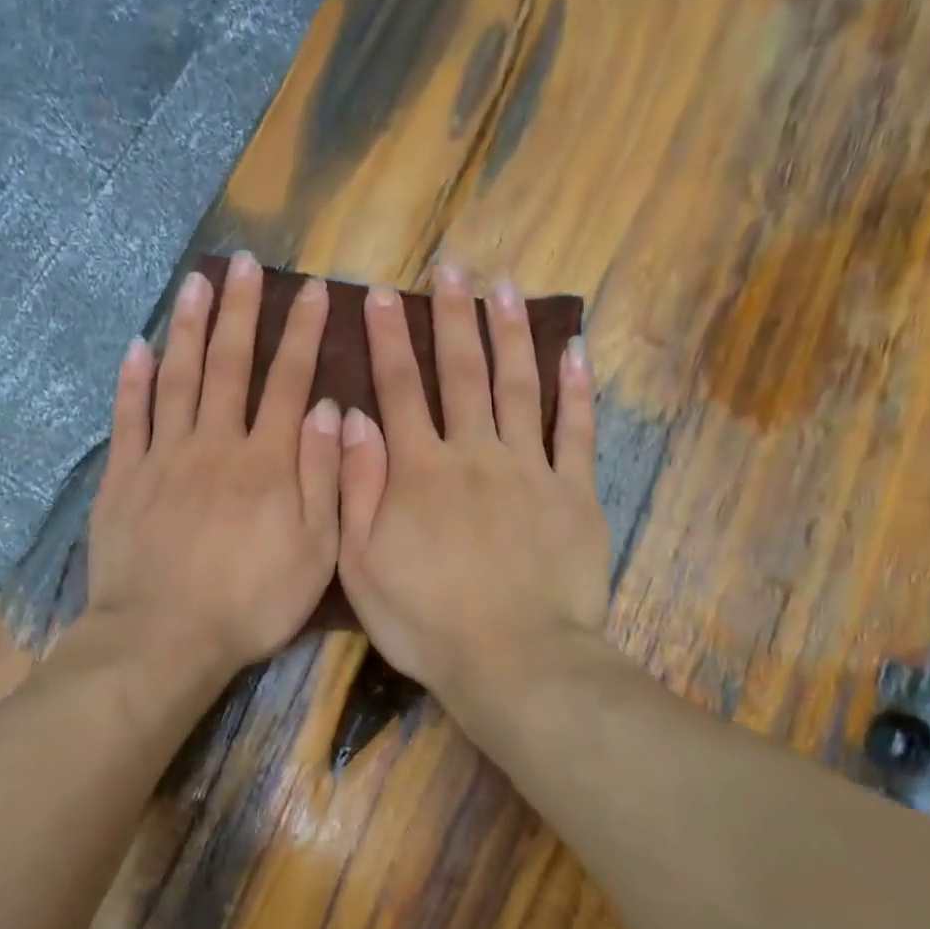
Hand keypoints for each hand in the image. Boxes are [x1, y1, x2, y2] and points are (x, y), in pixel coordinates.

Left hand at [87, 253, 341, 681]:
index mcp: (266, 461)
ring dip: (186, 327)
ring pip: (177, 377)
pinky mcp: (123, 478)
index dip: (302, 332)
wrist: (164, 639)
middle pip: (228, 364)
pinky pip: (128, 419)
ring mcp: (163, 457)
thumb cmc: (251, 602)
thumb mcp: (316, 551)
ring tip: (194, 282)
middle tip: (243, 262)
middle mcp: (215, 444)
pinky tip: (136, 348)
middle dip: (239, 310)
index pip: (289, 380)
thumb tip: (328, 409)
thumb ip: (325, 477)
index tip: (312, 290)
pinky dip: (132, 381)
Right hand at [337, 266, 610, 712]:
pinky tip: (575, 349)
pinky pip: (578, 431)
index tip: (380, 294)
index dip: (388, 338)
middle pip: (462, 372)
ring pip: (519, 386)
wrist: (514, 661)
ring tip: (505, 286)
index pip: (399, 388)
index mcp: (419, 470)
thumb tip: (351, 417)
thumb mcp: (361, 565)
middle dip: (452, 316)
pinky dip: (578, 389)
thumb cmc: (426, 622)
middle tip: (451, 267)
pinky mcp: (575, 493)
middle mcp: (474, 453)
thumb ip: (356, 487)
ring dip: (509, 333)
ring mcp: (530, 469)